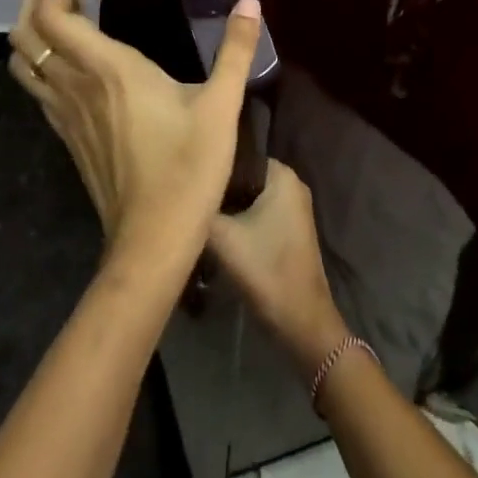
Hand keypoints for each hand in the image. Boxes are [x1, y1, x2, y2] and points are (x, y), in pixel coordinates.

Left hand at [8, 0, 263, 266]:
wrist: (152, 240)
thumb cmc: (188, 168)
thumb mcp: (221, 105)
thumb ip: (236, 50)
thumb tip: (250, 2)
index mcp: (106, 68)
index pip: (52, 14)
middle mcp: (73, 85)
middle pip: (24, 32)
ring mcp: (63, 114)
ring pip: (21, 62)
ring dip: (34, 31)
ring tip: (69, 19)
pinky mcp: (65, 137)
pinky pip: (36, 88)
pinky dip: (42, 62)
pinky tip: (75, 65)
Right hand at [208, 159, 347, 375]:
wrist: (300, 320)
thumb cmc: (265, 269)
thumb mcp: (222, 236)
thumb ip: (199, 209)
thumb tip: (177, 193)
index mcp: (282, 175)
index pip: (238, 157)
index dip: (213, 168)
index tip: (188, 180)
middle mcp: (292, 185)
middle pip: (243, 178)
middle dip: (218, 189)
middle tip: (187, 200)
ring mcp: (293, 209)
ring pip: (249, 198)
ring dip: (226, 208)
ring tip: (196, 216)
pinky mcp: (289, 231)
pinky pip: (257, 214)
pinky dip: (238, 221)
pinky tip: (215, 234)